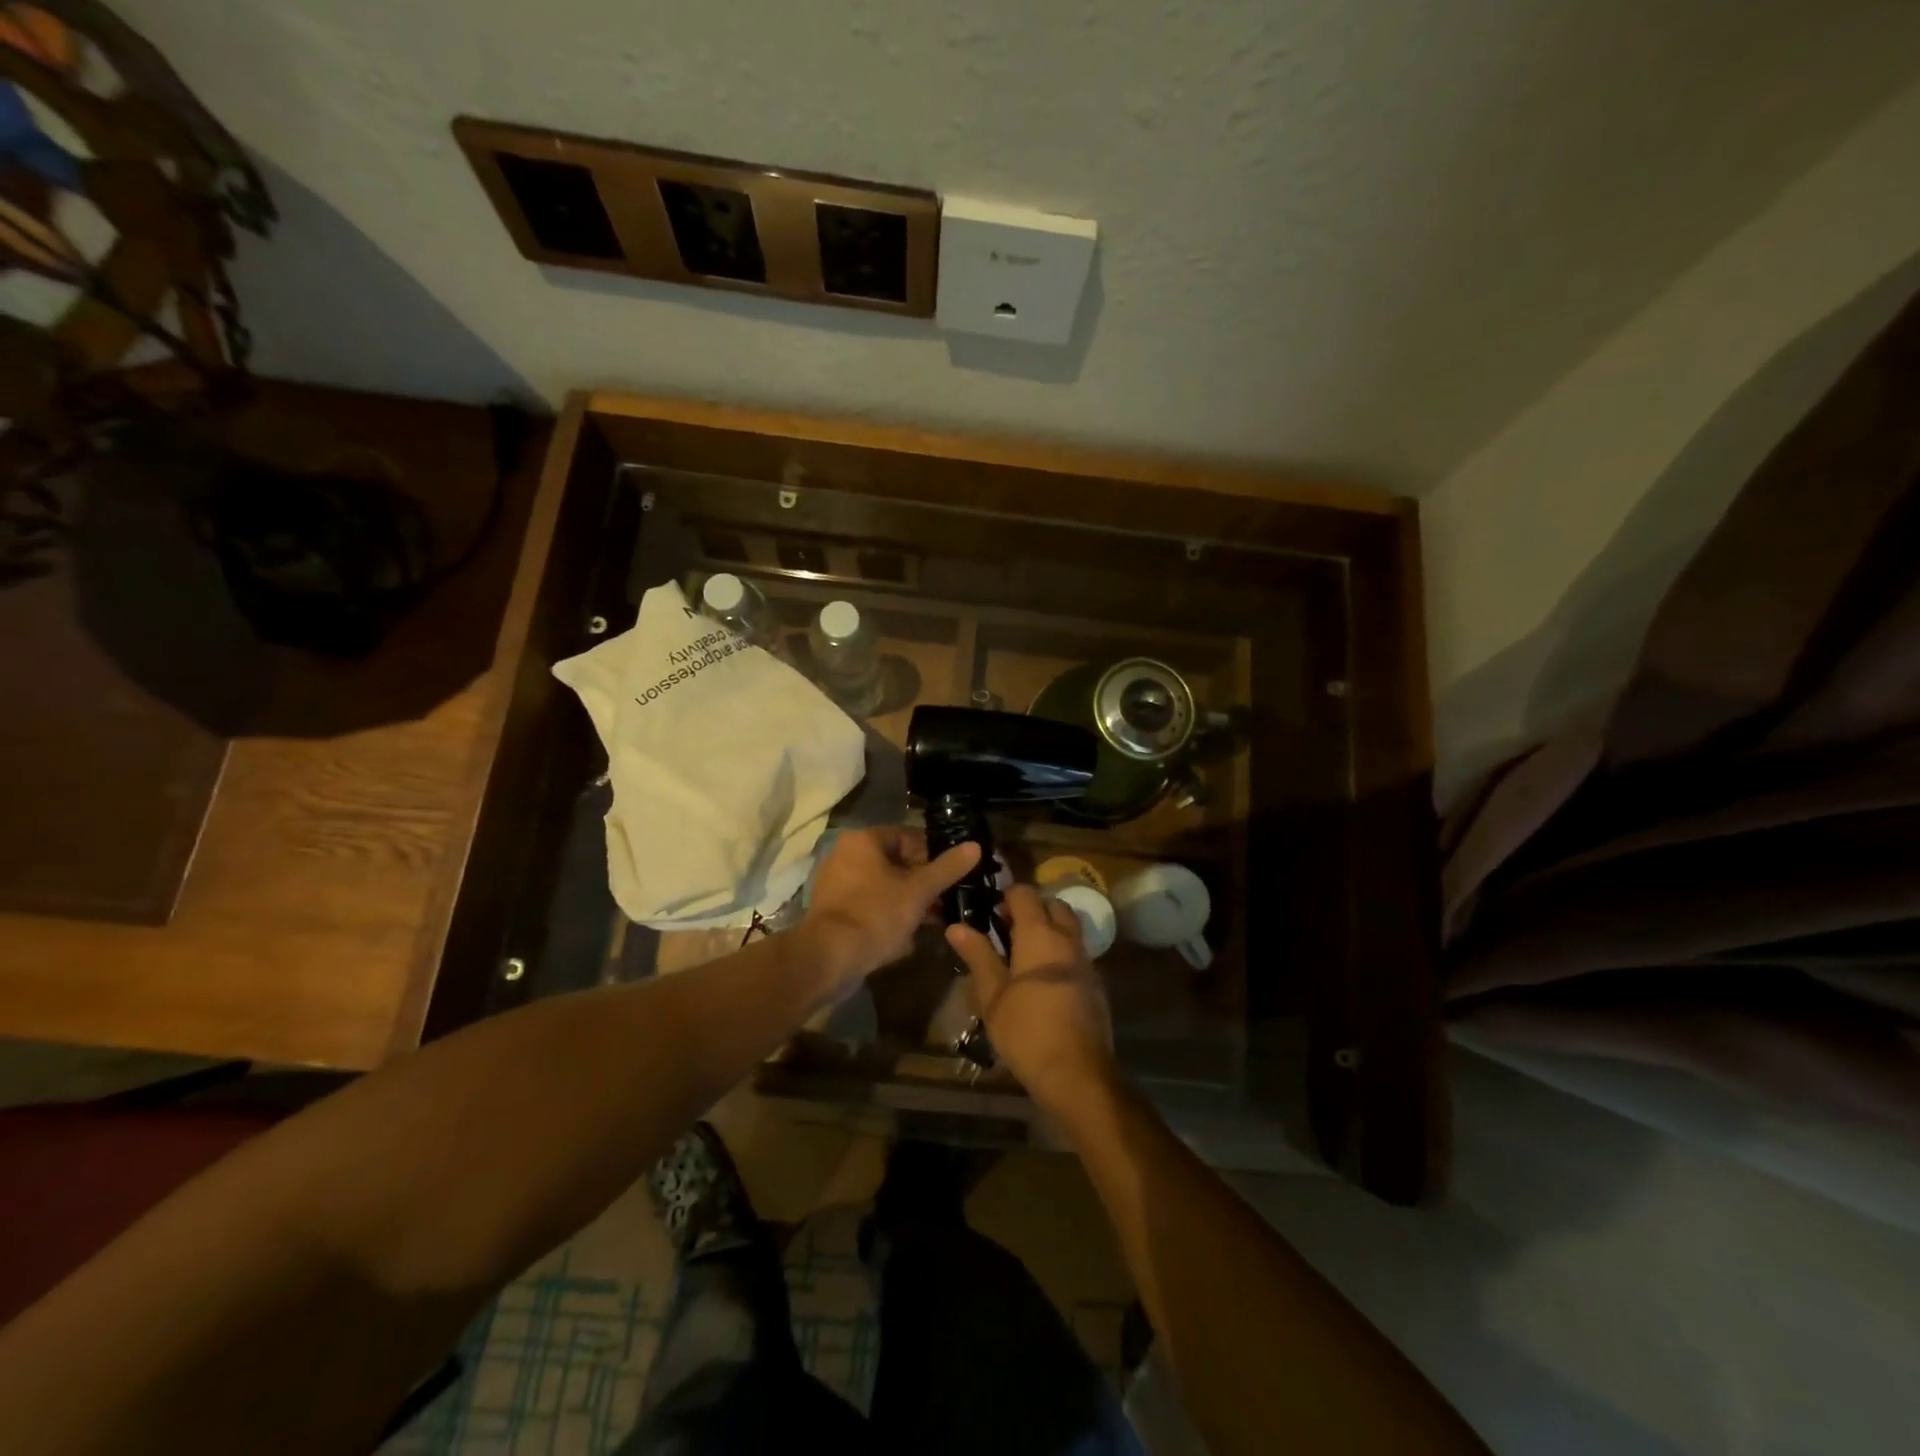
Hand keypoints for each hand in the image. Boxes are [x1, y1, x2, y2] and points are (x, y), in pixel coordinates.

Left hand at [804, 827, 980, 989]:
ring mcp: (836, 883)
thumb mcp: (918, 891)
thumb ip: (947, 868)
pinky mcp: (833, 910)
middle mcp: (845, 855)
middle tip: (947, 899)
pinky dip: (889, 913)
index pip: (908, 837)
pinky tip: (909, 934)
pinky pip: (869, 904)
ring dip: (909, 900)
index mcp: (863, 841)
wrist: (828, 959)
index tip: (955, 874)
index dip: (935, 855)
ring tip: (934, 918)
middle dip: (923, 881)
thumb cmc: (875, 915)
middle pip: (896, 862)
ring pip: (884, 885)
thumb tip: (974, 846)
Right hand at [946, 884, 1117, 1109]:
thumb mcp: (992, 995)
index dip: (1006, 896)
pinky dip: (1060, 951)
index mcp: (1039, 934)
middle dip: (1031, 908)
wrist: (1077, 1073)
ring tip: (1022, 954)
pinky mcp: (1095, 982)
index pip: (1025, 893)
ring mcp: (1085, 960)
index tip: (989, 912)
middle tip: (1006, 930)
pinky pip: (1076, 951)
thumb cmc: (1026, 1031)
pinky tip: (1042, 978)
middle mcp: (1067, 939)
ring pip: (1068, 927)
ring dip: (1048, 928)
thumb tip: (956, 926)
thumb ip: (978, 955)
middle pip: (1052, 904)